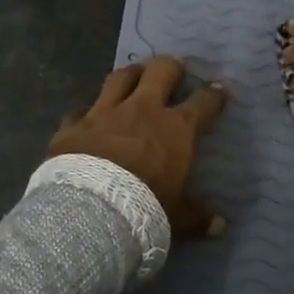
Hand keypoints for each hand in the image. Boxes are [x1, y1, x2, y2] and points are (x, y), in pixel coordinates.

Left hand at [48, 57, 228, 236]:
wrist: (89, 210)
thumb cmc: (143, 210)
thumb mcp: (176, 218)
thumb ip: (196, 217)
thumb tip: (220, 226)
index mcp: (175, 130)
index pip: (202, 103)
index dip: (213, 95)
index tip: (218, 90)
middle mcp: (141, 111)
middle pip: (161, 71)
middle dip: (171, 67)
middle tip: (175, 71)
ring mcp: (104, 113)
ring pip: (120, 77)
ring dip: (131, 75)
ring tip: (135, 76)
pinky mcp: (73, 124)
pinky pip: (81, 110)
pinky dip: (87, 112)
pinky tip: (87, 117)